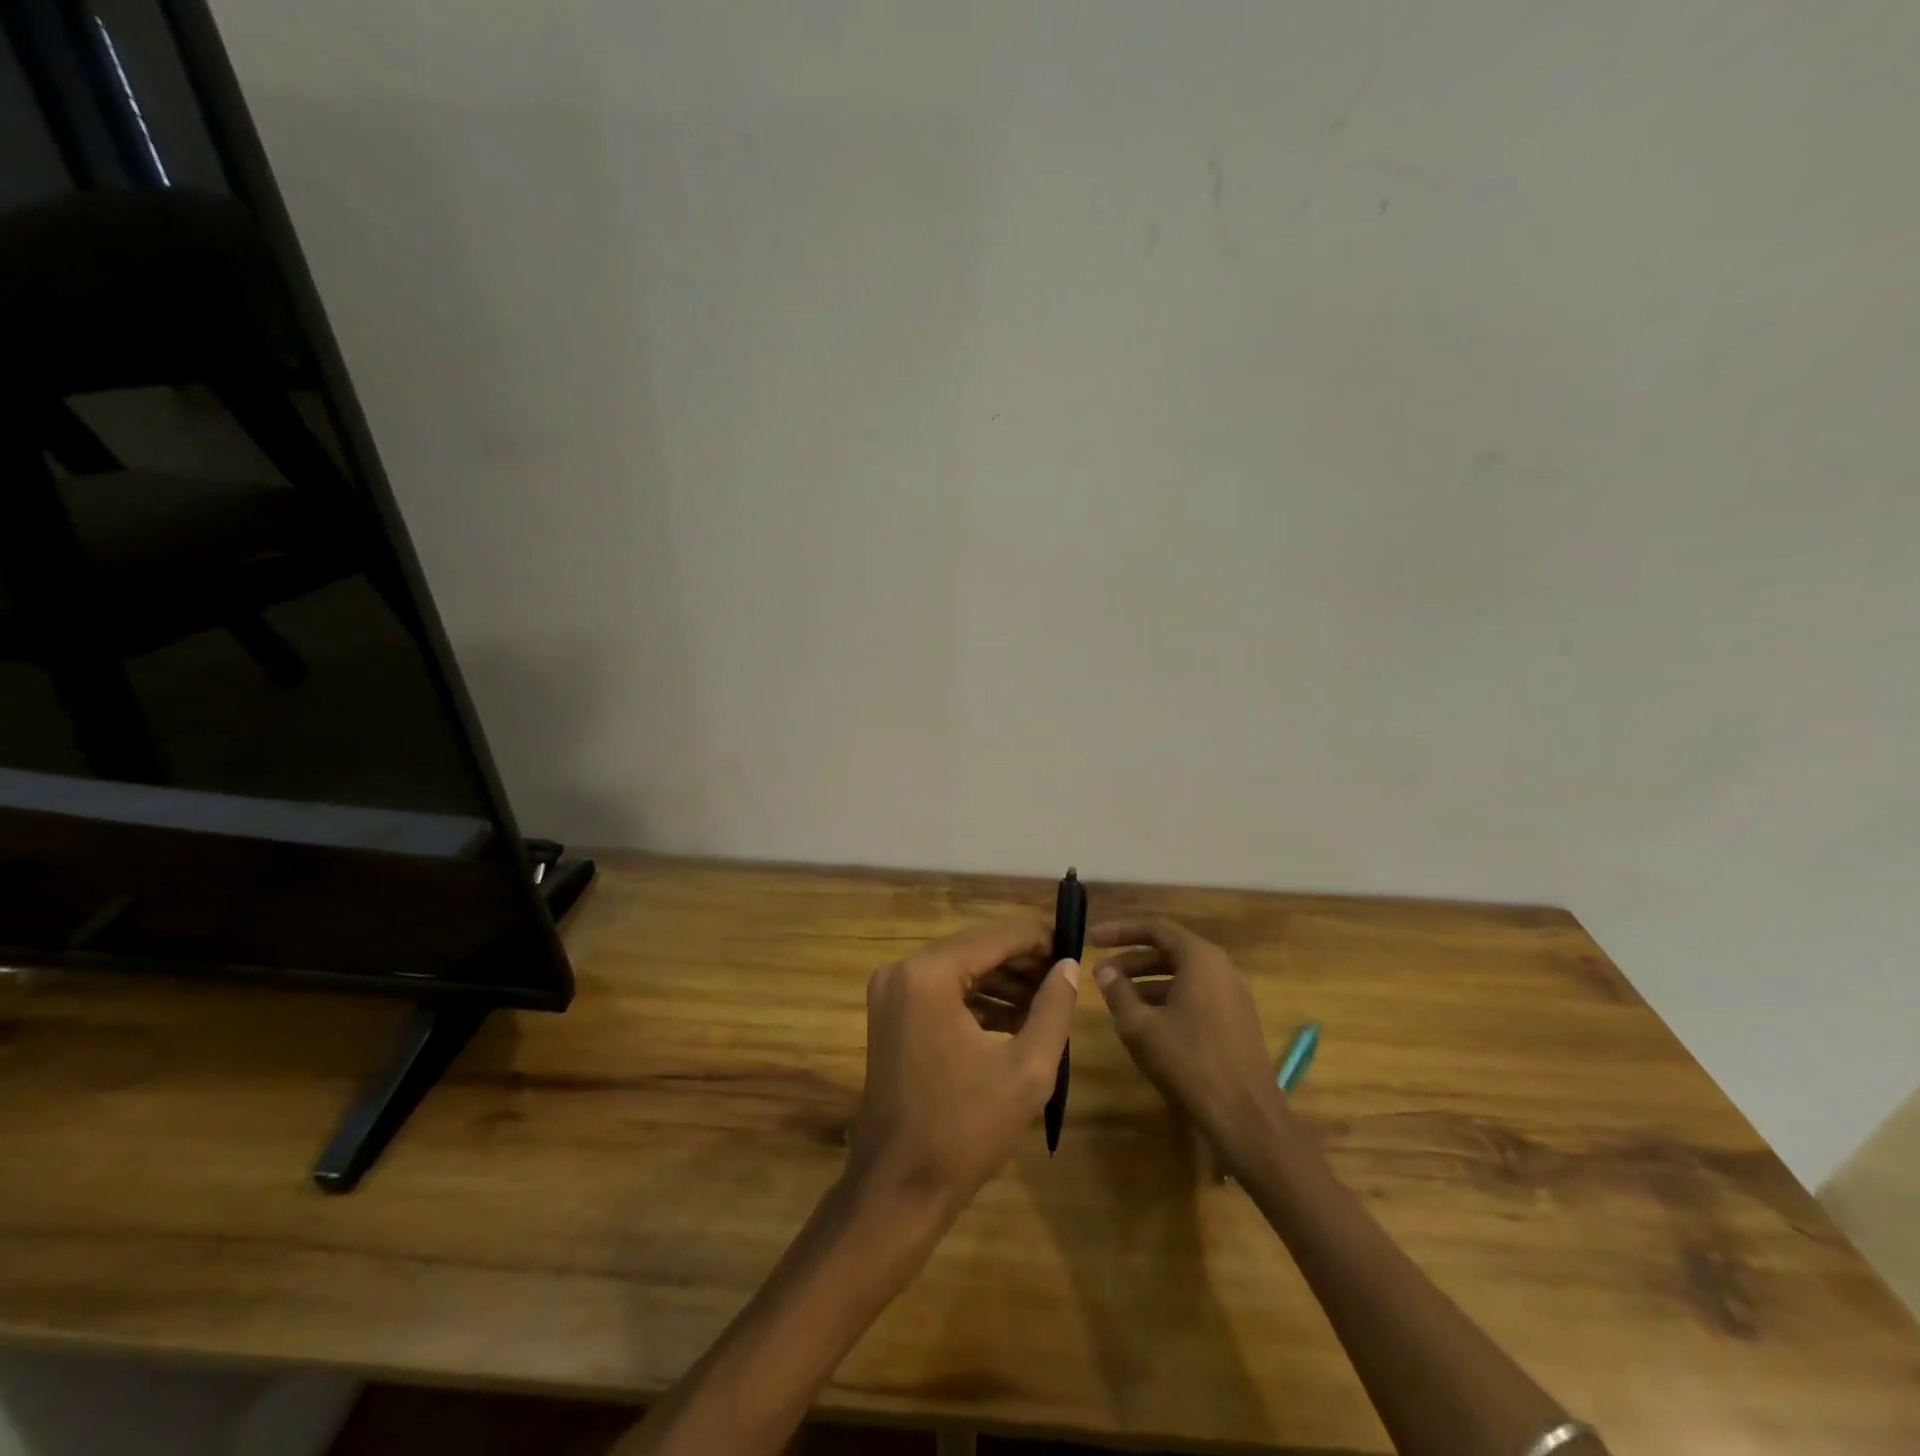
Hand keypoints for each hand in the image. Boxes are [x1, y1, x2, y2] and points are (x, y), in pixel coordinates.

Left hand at [849, 919, 1079, 1211]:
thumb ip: (1053, 1008)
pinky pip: (943, 993)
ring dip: (1003, 982)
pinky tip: (1016, 1020)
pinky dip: (978, 1001)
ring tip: (1048, 1000)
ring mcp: (892, 994)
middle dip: (1022, 962)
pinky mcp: (891, 1016)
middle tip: (1066, 975)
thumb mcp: (1027, 1069)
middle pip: (975, 950)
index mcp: (928, 975)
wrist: (899, 1189)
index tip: (1075, 945)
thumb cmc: (965, 1130)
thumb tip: (1068, 965)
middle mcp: (902, 971)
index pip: (995, 938)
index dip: (1038, 938)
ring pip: (960, 970)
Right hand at [1090, 918, 1280, 1156]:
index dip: (1120, 931)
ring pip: (1182, 975)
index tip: (1091, 939)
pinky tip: (1146, 1021)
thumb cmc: (1189, 1061)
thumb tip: (1105, 971)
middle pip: (1169, 951)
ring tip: (1117, 998)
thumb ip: (1118, 992)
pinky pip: (1196, 996)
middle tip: (1100, 973)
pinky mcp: (1236, 1021)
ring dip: (1147, 981)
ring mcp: (1232, 995)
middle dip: (1131, 959)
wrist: (1245, 1117)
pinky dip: (1167, 999)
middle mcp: (1221, 968)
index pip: (1155, 929)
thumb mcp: (1140, 1026)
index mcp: (1200, 959)